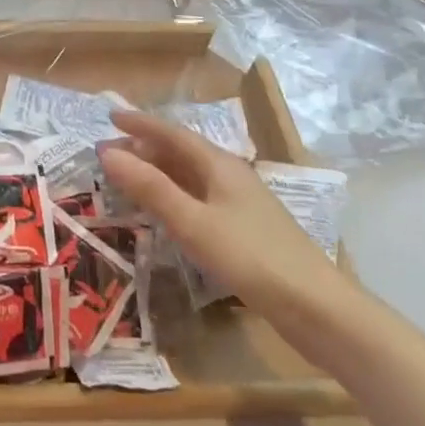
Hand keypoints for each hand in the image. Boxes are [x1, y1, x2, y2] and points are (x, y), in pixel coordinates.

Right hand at [98, 108, 347, 314]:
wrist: (317, 308)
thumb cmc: (251, 257)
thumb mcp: (192, 222)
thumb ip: (150, 187)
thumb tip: (107, 152)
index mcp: (219, 165)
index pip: (172, 133)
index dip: (140, 123)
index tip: (110, 116)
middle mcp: (230, 176)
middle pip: (181, 152)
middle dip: (145, 148)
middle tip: (109, 153)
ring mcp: (240, 203)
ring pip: (190, 176)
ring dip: (158, 172)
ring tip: (128, 177)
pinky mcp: (245, 229)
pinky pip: (199, 198)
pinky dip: (173, 195)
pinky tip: (164, 211)